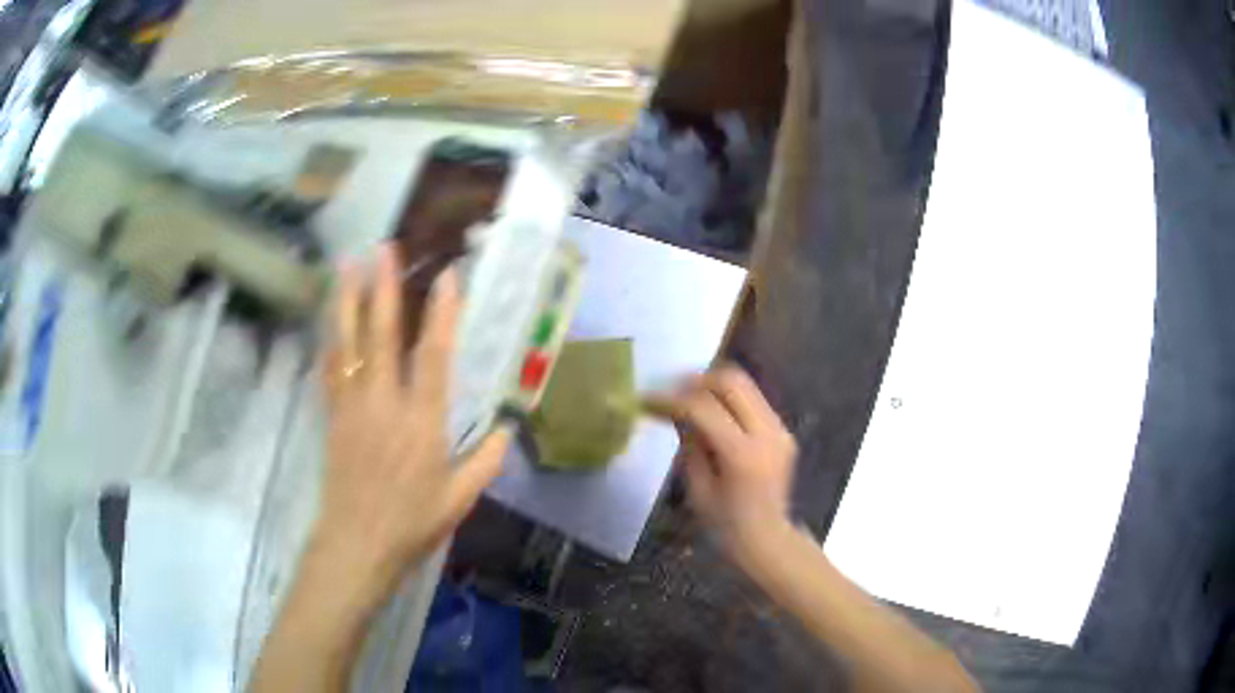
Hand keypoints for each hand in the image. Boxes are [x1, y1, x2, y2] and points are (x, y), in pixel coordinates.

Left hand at [314, 242, 509, 592]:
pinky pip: (330, 369)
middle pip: (381, 335)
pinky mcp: (332, 416)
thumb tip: (507, 429)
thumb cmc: (412, 523)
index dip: (442, 313)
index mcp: (422, 422)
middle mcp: (385, 404)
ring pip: (348, 343)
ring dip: (347, 300)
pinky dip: (329, 339)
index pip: (434, 357)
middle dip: (383, 287)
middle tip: (383, 247)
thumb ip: (486, 461)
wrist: (357, 543)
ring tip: (347, 264)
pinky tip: (328, 317)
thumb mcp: (460, 499)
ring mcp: (353, 407)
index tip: (447, 277)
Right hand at [658, 365, 797, 561]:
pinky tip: (710, 413)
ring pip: (745, 384)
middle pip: (731, 381)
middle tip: (669, 391)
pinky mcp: (782, 430)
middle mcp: (767, 432)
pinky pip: (752, 399)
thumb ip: (689, 444)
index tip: (646, 400)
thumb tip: (674, 411)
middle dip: (695, 380)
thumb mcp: (697, 488)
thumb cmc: (725, 525)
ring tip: (685, 398)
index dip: (670, 400)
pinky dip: (728, 399)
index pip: (703, 408)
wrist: (768, 539)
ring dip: (712, 385)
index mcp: (742, 454)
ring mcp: (779, 428)